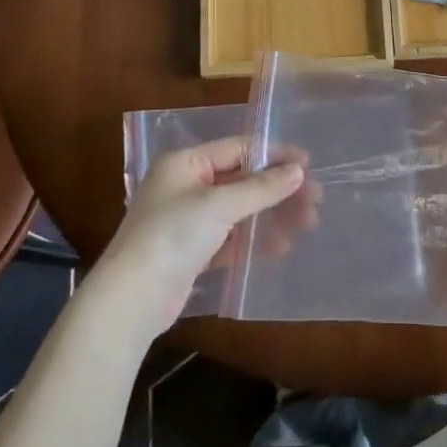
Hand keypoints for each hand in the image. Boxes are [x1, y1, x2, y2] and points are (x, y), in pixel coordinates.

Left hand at [93, 138, 314, 339]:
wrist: (132, 298)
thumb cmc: (173, 235)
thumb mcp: (219, 205)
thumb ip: (261, 187)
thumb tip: (298, 171)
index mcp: (185, 162)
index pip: (238, 148)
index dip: (274, 154)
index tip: (308, 165)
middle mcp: (186, 185)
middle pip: (242, 179)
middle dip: (278, 189)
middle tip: (314, 200)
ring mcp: (188, 219)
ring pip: (239, 209)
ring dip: (271, 214)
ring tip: (306, 224)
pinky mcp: (192, 251)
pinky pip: (231, 237)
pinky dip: (254, 239)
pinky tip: (280, 247)